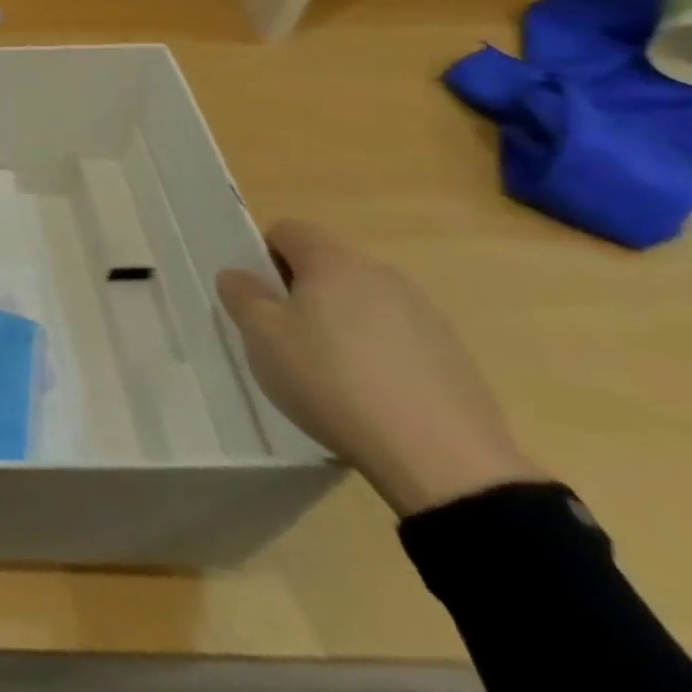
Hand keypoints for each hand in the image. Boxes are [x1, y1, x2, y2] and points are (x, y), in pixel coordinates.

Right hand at [216, 220, 544, 516]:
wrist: (443, 461)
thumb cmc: (332, 381)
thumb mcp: (262, 336)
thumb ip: (241, 295)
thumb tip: (238, 275)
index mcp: (334, 261)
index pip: (288, 229)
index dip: (264, 256)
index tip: (259, 299)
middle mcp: (383, 274)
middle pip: (327, 265)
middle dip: (301, 291)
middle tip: (285, 337)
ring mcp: (426, 315)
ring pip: (363, 302)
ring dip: (340, 322)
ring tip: (329, 372)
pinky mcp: (454, 356)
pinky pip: (398, 338)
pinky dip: (377, 354)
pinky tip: (371, 396)